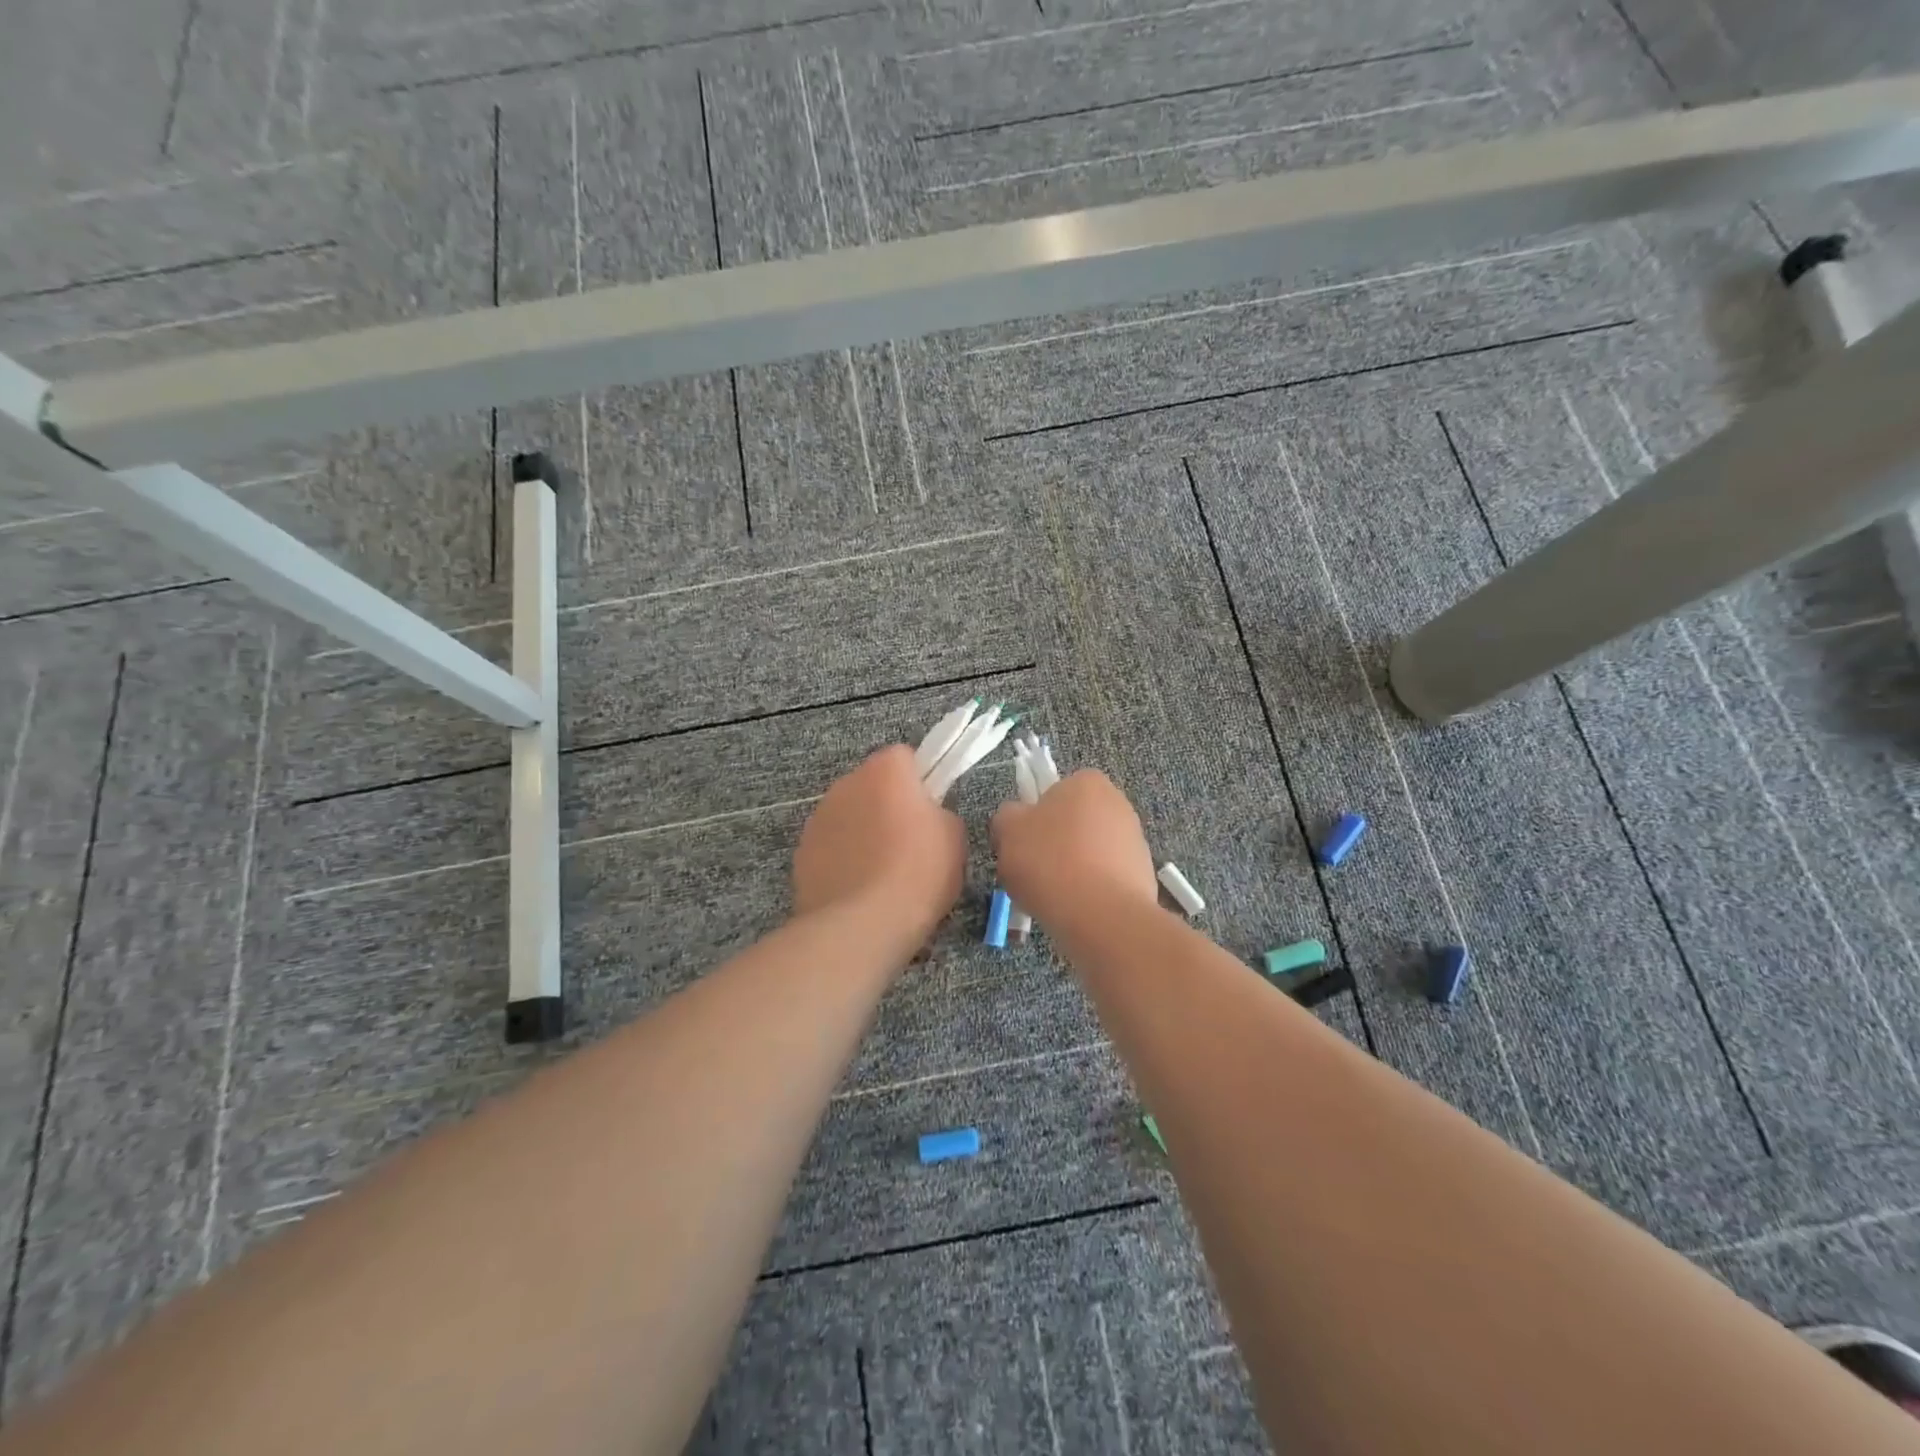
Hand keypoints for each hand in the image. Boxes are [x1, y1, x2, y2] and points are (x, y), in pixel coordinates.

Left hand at [793, 745, 966, 943]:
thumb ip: (940, 813)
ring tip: (884, 876)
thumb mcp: (954, 837)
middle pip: (873, 785)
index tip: (931, 810)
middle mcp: (846, 783)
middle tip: (912, 844)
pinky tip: (860, 893)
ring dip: (864, 833)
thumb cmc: (917, 873)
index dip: (921, 780)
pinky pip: (832, 848)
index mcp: (885, 770)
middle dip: (889, 806)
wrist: (860, 926)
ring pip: (850, 816)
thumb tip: (926, 818)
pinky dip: (844, 861)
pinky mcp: (802, 853)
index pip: (904, 757)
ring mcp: (818, 818)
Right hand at [991, 770, 1158, 927]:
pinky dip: (1091, 890)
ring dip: (1072, 869)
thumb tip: (1016, 818)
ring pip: (1089, 852)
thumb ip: (1007, 816)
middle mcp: (1117, 803)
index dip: (1033, 818)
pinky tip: (1076, 909)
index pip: (1053, 792)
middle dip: (1054, 844)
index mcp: (1086, 782)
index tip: (1022, 845)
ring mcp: (1135, 839)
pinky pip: (1105, 878)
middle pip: (1072, 822)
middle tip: (1033, 871)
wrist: (1102, 916)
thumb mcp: (1008, 830)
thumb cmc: (1050, 862)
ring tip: (1054, 897)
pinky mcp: (1143, 874)